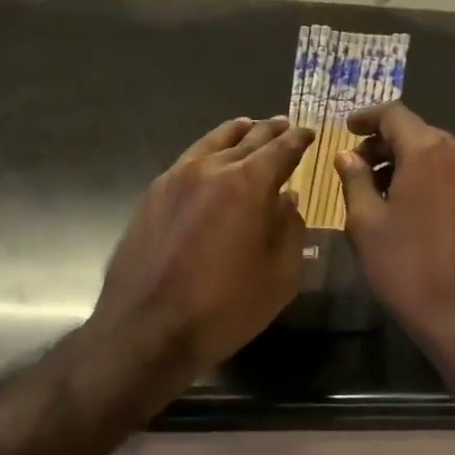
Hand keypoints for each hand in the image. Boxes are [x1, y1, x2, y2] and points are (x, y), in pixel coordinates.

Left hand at [92, 115, 313, 382]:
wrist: (147, 330)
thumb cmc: (224, 308)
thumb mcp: (280, 275)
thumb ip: (290, 229)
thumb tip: (287, 199)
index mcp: (249, 184)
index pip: (281, 149)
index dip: (298, 139)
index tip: (308, 133)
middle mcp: (212, 168)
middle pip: (248, 138)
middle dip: (270, 130)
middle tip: (284, 125)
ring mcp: (177, 177)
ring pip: (213, 141)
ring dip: (236, 133)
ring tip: (248, 127)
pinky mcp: (154, 193)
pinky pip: (189, 159)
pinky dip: (208, 150)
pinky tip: (211, 159)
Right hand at [334, 103, 454, 365]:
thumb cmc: (410, 269)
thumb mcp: (367, 225)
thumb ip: (355, 180)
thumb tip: (348, 156)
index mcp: (429, 150)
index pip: (394, 114)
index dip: (367, 118)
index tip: (347, 129)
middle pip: (418, 132)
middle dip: (386, 144)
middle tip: (358, 167)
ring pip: (438, 153)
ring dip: (409, 162)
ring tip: (383, 190)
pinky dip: (432, 177)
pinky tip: (415, 205)